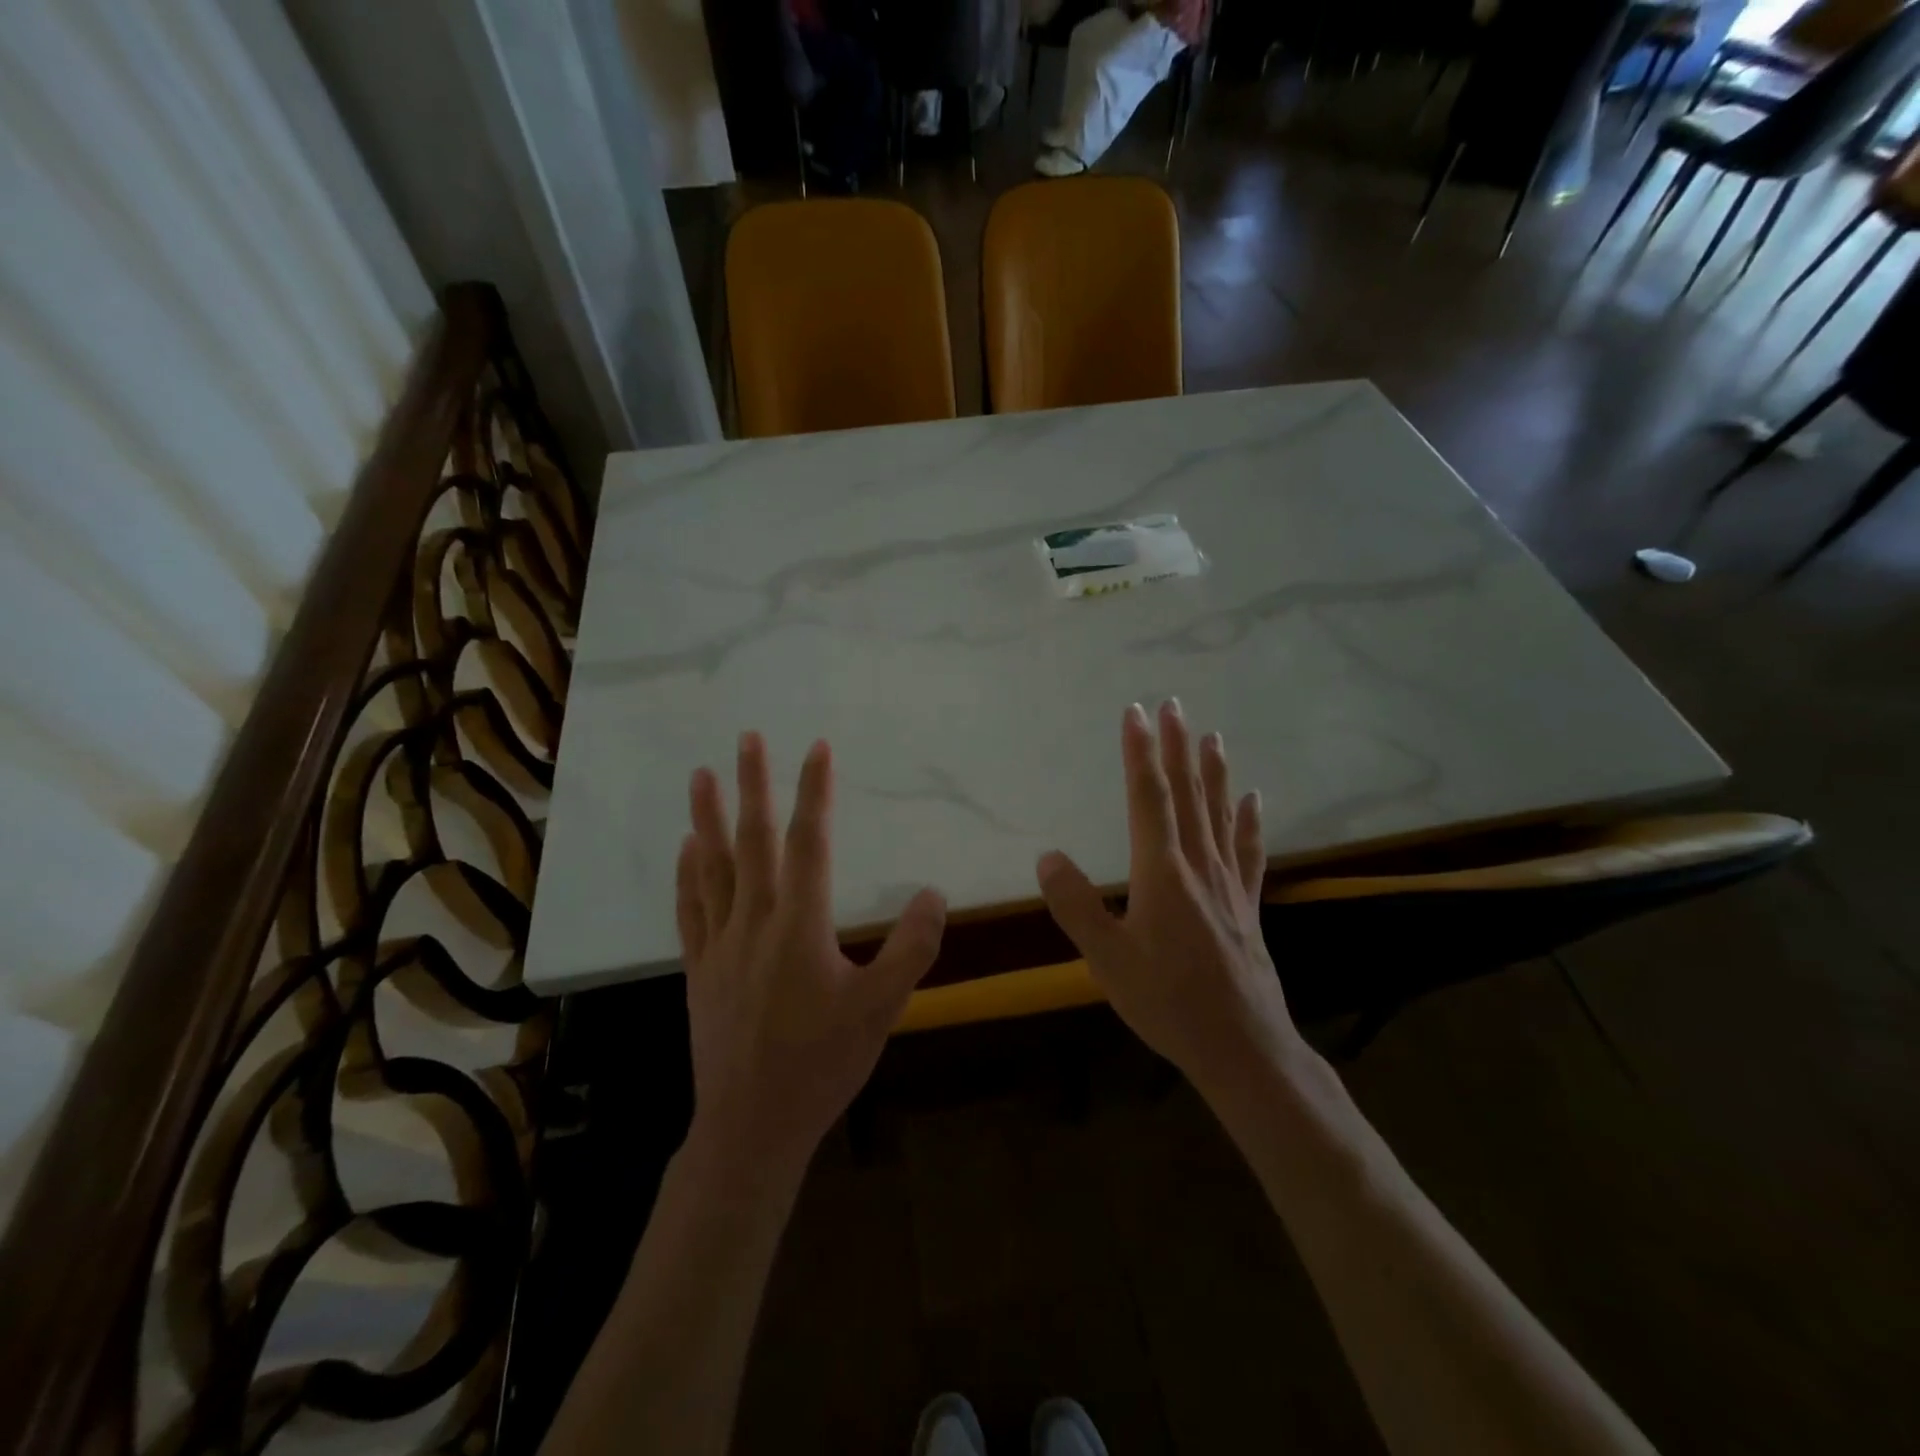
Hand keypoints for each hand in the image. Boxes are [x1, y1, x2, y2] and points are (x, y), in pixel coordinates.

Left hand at [677, 733, 946, 1172]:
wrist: (752, 1125)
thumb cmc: (821, 1065)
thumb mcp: (882, 1009)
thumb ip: (912, 949)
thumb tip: (934, 893)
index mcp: (801, 925)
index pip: (809, 842)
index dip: (814, 792)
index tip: (817, 748)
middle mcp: (755, 921)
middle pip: (753, 840)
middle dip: (752, 784)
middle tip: (746, 738)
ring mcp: (721, 943)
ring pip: (712, 866)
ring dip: (707, 817)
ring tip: (700, 775)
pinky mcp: (700, 967)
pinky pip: (691, 908)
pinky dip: (688, 873)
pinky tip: (687, 847)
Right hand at [1035, 701, 1301, 1093]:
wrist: (1243, 1046)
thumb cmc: (1168, 1002)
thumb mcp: (1107, 960)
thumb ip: (1076, 906)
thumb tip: (1047, 857)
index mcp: (1161, 873)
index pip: (1149, 799)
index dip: (1141, 753)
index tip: (1136, 713)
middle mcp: (1198, 866)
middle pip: (1187, 795)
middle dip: (1177, 747)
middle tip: (1175, 705)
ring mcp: (1228, 884)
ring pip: (1220, 814)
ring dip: (1213, 772)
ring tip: (1212, 735)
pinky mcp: (1246, 904)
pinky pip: (1249, 851)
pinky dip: (1250, 820)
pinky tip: (1254, 799)